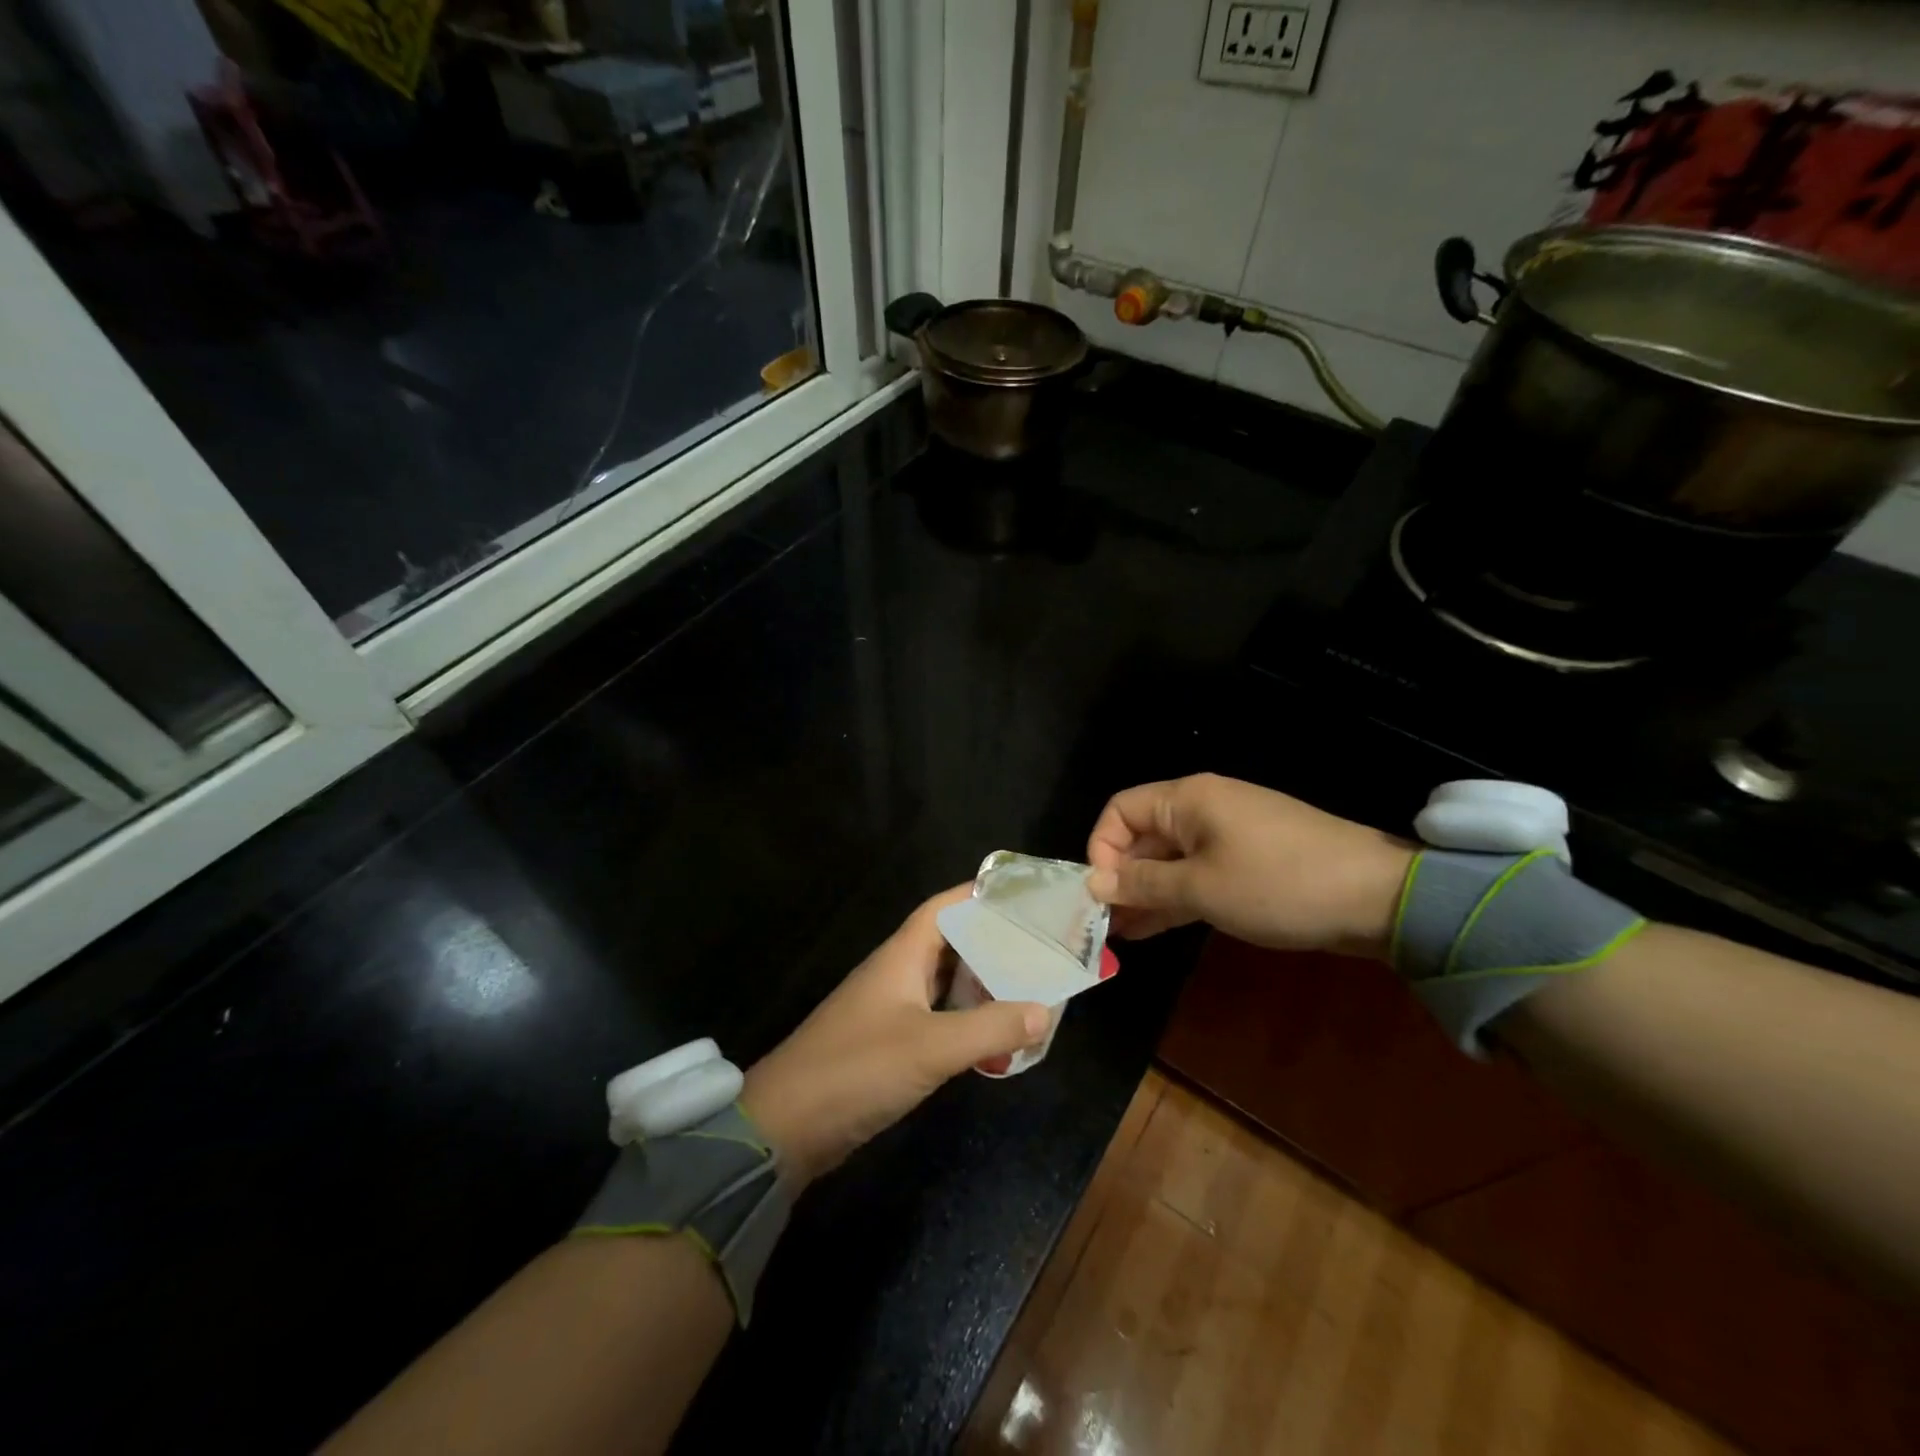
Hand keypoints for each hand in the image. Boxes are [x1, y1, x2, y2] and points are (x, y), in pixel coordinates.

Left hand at [739, 886, 1049, 1186]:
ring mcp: (890, 1010)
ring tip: (1028, 989)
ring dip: (982, 986)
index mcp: (901, 956)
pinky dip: (966, 1022)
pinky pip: (937, 1019)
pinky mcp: (888, 1044)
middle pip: (950, 944)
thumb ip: (989, 1027)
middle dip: (992, 944)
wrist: (786, 1125)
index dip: (979, 895)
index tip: (1022, 895)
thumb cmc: (858, 1068)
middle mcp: (896, 974)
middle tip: (1040, 948)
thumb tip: (1044, 1011)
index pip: (943, 908)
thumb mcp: (931, 1047)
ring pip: (945, 984)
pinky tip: (993, 1038)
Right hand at [1086, 774, 1413, 957]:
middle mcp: (1201, 810)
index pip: (1120, 811)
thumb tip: (1094, 884)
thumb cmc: (1277, 884)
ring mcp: (1226, 837)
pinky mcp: (1246, 864)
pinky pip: (1196, 876)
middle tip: (1101, 926)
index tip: (1100, 893)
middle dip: (1120, 878)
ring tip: (1117, 936)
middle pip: (1142, 837)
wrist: (1376, 897)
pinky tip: (1150, 929)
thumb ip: (1142, 884)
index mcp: (1186, 800)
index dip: (1101, 848)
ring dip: (1144, 894)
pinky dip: (1173, 898)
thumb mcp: (1201, 887)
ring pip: (1168, 861)